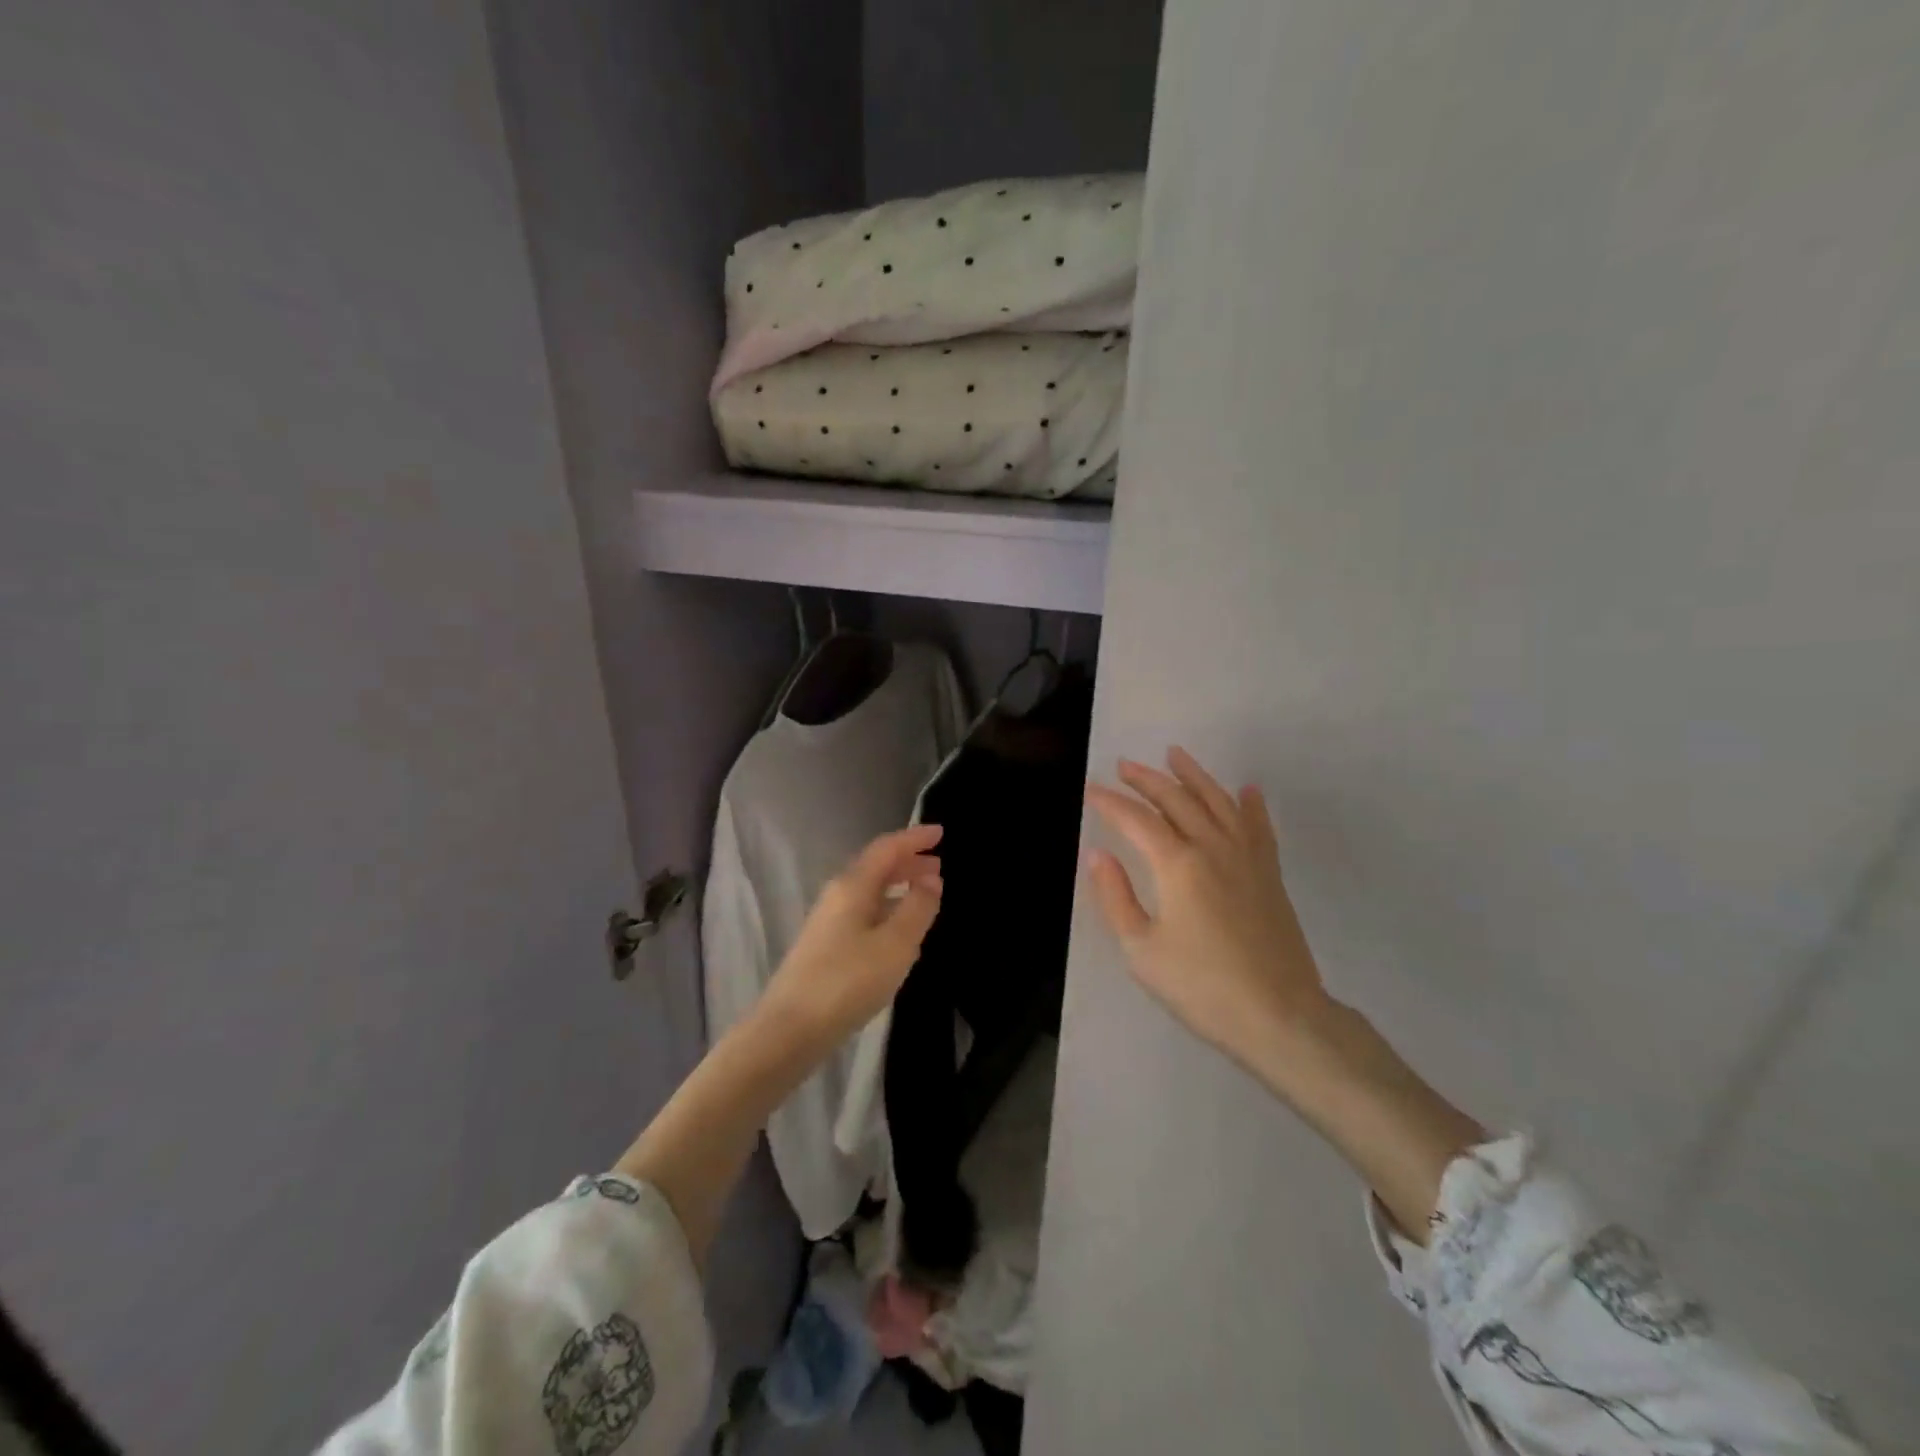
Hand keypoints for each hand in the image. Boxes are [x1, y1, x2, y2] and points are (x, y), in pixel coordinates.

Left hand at [760, 824, 943, 1044]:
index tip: (941, 832)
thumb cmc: (848, 981)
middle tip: (939, 865)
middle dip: (908, 863)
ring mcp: (829, 922)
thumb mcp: (896, 944)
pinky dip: (887, 912)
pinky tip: (901, 934)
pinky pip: (864, 915)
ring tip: (926, 896)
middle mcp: (838, 895)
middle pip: (876, 867)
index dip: (914, 838)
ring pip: (870, 892)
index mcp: (853, 886)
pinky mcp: (826, 947)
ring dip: (898, 888)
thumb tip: (932, 879)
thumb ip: (918, 907)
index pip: (887, 848)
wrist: (790, 1029)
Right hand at [1085, 748, 1332, 1072]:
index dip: (1110, 802)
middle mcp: (1213, 848)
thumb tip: (1098, 855)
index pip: (1136, 820)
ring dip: (1194, 776)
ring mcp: (1247, 857)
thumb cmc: (1201, 986)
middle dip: (1146, 780)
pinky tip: (1247, 790)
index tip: (1091, 790)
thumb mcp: (1142, 950)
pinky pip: (1258, 826)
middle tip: (1124, 764)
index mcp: (1178, 865)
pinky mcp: (1269, 874)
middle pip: (1176, 800)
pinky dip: (1250, 805)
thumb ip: (1116, 897)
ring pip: (1218, 802)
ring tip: (1175, 755)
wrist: (1279, 1015)